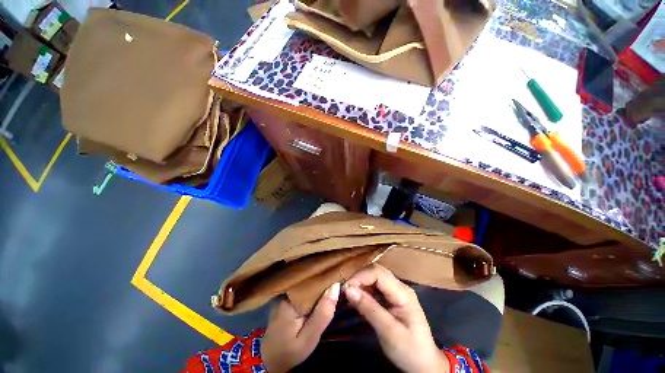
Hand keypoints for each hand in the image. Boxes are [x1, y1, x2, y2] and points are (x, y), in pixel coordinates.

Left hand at [261, 282, 339, 372]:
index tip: (339, 272)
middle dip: (323, 278)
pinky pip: (303, 289)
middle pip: (308, 280)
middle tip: (338, 276)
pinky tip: (322, 289)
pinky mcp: (286, 298)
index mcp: (290, 298)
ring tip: (332, 279)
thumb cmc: (290, 350)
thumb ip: (322, 314)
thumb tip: (336, 286)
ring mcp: (284, 294)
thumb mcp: (309, 338)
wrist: (269, 360)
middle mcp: (286, 291)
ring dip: (318, 283)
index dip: (326, 276)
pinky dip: (312, 289)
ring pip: (306, 284)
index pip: (311, 280)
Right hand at [344, 265, 449, 372]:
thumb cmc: (409, 350)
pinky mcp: (392, 298)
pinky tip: (358, 301)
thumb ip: (368, 308)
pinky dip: (364, 291)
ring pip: (374, 277)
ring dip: (361, 284)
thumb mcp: (388, 332)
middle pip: (376, 271)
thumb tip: (348, 289)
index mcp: (402, 292)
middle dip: (359, 278)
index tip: (345, 289)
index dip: (360, 277)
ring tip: (350, 297)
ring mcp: (396, 291)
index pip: (378, 273)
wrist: (425, 365)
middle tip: (346, 292)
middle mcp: (399, 287)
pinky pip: (375, 287)